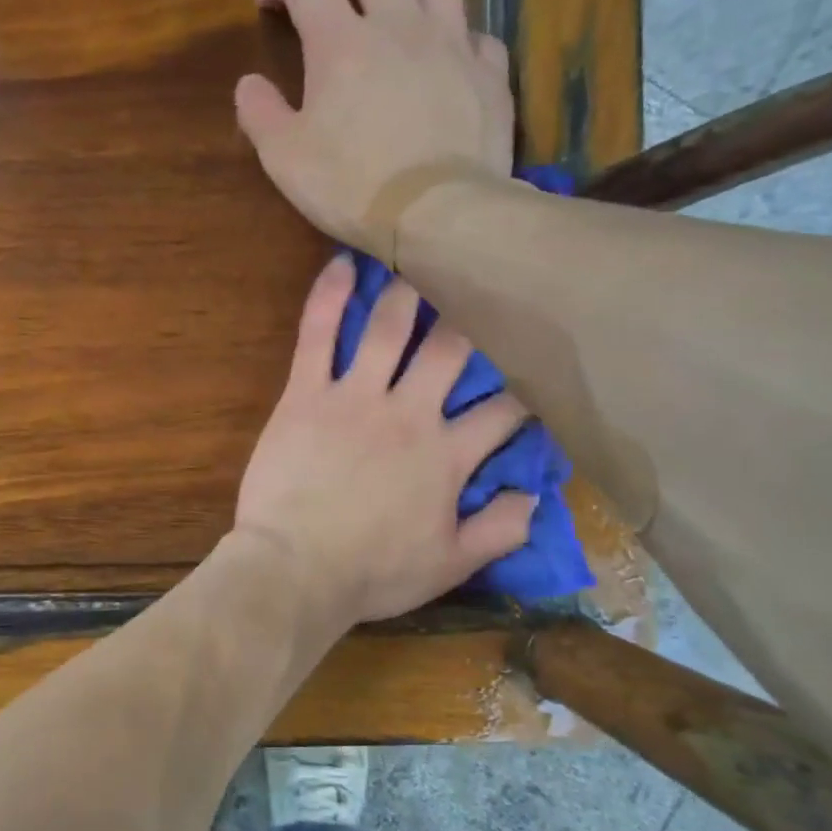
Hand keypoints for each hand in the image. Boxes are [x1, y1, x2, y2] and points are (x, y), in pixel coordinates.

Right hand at [235, 0, 515, 254]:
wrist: (437, 214)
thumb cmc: (352, 187)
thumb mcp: (285, 159)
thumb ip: (260, 114)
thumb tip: (249, 84)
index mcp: (341, 41)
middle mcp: (399, 24)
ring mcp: (452, 44)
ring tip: (397, 12)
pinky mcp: (490, 74)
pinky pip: (476, 35)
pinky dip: (456, 38)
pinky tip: (447, 59)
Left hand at [235, 256, 536, 627]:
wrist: (295, 569)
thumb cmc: (372, 572)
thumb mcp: (451, 565)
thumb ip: (500, 530)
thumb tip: (535, 497)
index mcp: (447, 455)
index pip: (502, 411)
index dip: (524, 391)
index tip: (533, 372)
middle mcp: (409, 413)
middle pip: (453, 352)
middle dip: (472, 319)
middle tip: (482, 287)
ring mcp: (355, 397)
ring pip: (390, 329)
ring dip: (409, 292)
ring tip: (421, 258)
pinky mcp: (306, 393)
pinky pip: (318, 335)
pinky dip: (328, 297)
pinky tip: (341, 264)